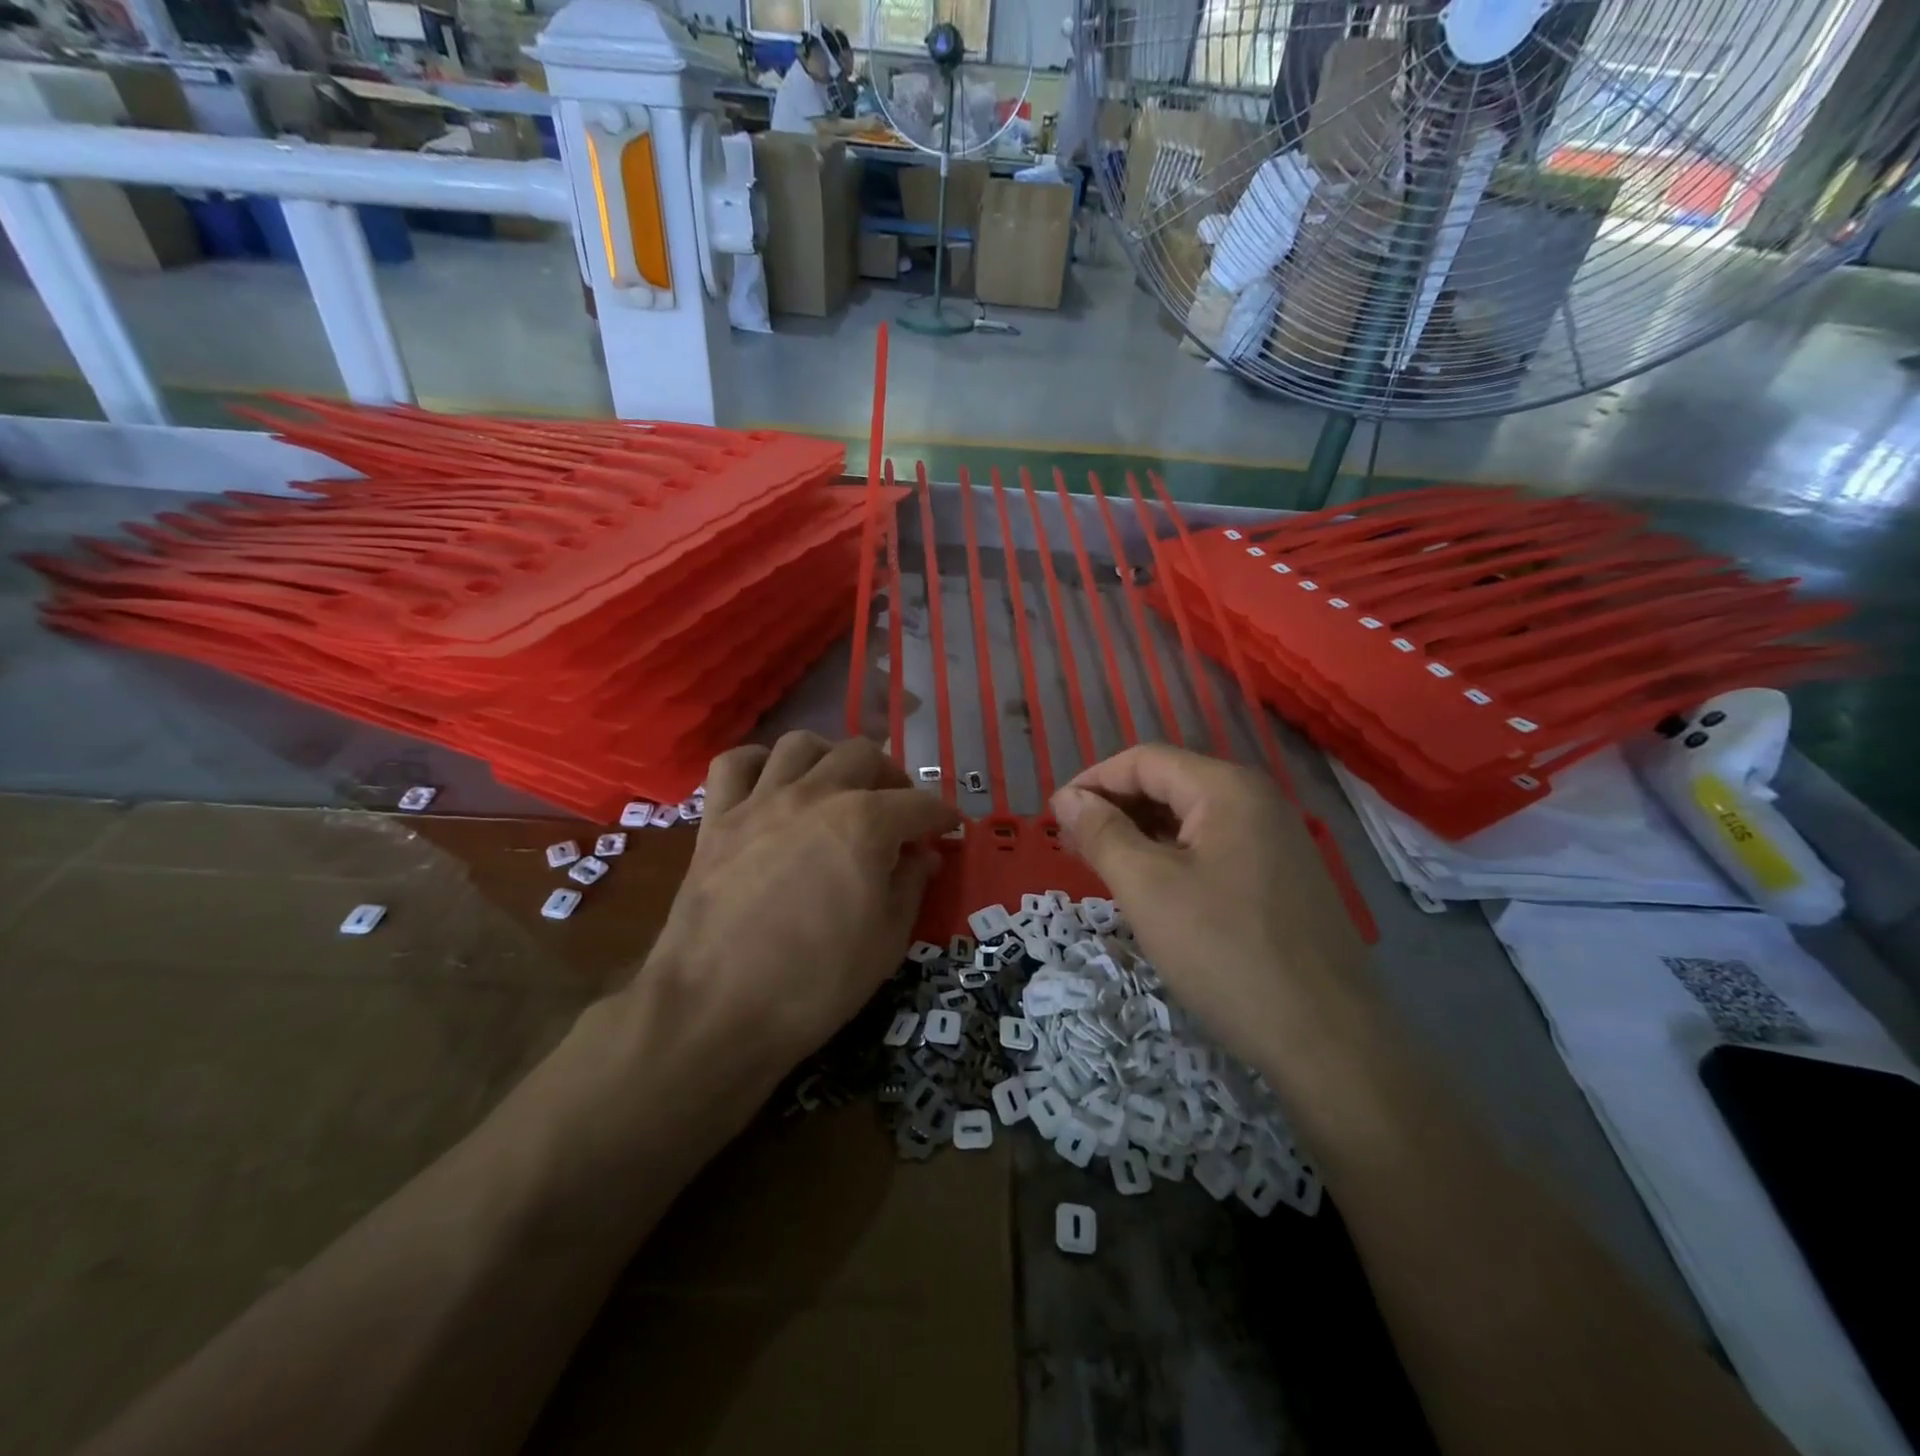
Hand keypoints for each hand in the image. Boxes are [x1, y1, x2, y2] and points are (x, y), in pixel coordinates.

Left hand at [637, 732, 958, 1088]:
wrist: (717, 1010)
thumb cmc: (816, 983)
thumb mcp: (887, 942)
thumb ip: (910, 886)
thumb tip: (922, 855)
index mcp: (865, 823)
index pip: (919, 805)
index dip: (941, 815)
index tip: (950, 827)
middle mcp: (815, 795)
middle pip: (863, 754)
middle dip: (892, 777)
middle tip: (897, 808)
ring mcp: (760, 801)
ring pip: (800, 744)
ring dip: (829, 757)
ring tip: (837, 785)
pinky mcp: (717, 819)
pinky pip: (733, 764)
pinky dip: (756, 763)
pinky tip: (770, 783)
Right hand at [1049, 745, 1373, 1078]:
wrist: (1329, 1041)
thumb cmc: (1226, 953)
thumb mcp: (1148, 888)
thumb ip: (1102, 833)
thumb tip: (1067, 798)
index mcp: (1227, 789)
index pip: (1143, 760)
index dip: (1092, 782)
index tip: (1054, 818)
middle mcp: (1257, 801)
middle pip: (1169, 785)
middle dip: (1114, 809)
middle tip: (1071, 847)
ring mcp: (1275, 840)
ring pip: (1190, 820)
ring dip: (1140, 835)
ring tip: (1101, 868)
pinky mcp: (1281, 878)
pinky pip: (1213, 849)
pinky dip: (1172, 858)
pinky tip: (1150, 888)